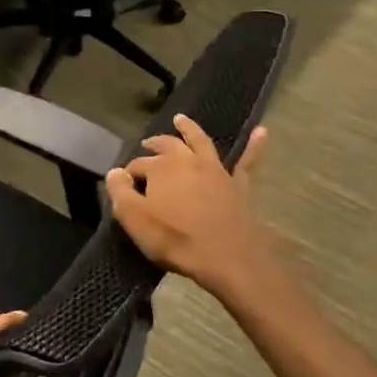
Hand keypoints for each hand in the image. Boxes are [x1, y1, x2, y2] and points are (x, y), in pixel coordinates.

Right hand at [106, 116, 275, 297]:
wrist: (227, 257)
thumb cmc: (175, 239)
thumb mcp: (134, 219)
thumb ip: (119, 192)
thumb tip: (114, 172)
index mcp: (161, 168)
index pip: (138, 165)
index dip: (128, 175)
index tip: (124, 186)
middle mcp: (188, 161)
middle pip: (167, 146)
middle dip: (155, 144)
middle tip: (147, 144)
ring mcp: (216, 170)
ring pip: (201, 142)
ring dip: (190, 129)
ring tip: (181, 119)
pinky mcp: (238, 185)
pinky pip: (247, 161)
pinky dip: (254, 146)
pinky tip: (262, 132)